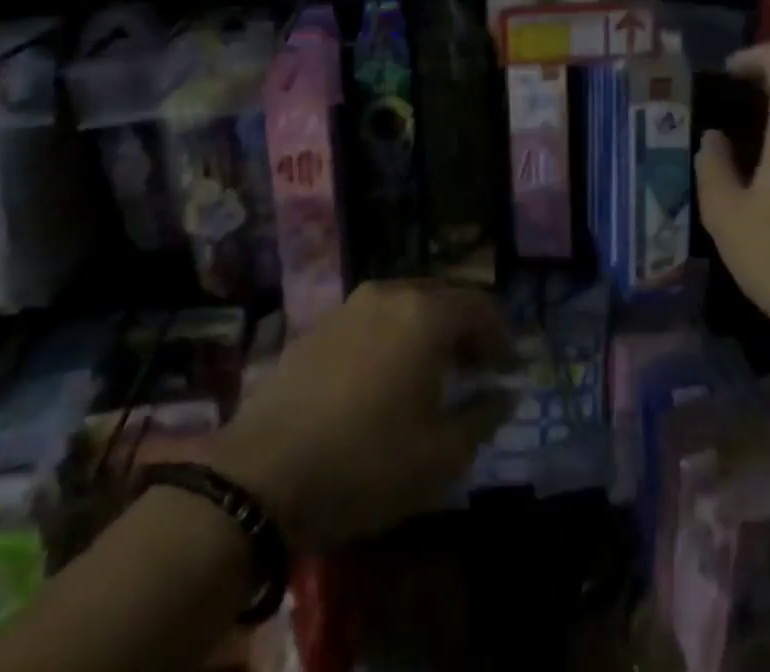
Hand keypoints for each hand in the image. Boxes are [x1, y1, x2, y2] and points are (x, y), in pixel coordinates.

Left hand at [197, 282, 514, 547]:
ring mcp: (350, 306)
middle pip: (443, 298)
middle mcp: (390, 294)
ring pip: (405, 305)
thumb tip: (507, 393)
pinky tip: (386, 377)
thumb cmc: (365, 463)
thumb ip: (483, 417)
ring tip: (433, 374)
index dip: (501, 335)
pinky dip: (393, 337)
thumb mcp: (440, 456)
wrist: (261, 474)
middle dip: (466, 329)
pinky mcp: (319, 326)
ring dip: (428, 331)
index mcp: (425, 314)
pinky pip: (373, 319)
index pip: (480, 306)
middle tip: (476, 368)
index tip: (508, 369)